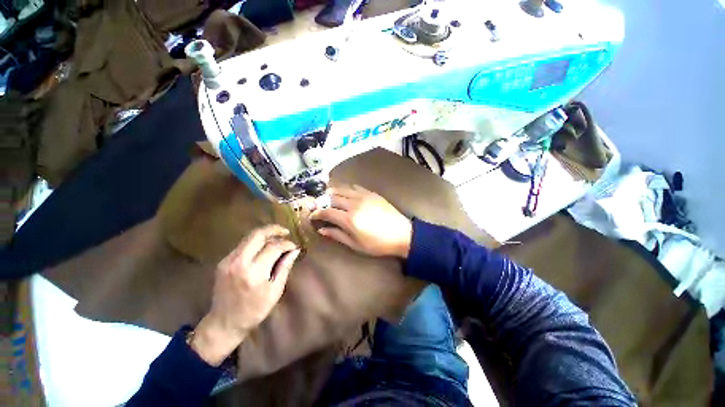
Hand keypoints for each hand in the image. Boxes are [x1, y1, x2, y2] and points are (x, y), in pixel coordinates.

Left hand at [191, 225, 300, 365]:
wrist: (224, 323)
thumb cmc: (254, 310)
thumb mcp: (275, 291)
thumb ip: (285, 267)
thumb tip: (295, 250)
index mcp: (254, 272)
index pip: (273, 247)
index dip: (287, 244)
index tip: (294, 246)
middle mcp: (238, 262)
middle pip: (257, 235)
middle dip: (274, 229)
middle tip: (286, 232)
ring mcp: (228, 261)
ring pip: (249, 237)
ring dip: (265, 235)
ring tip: (278, 238)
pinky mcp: (223, 262)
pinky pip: (243, 245)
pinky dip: (256, 242)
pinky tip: (264, 248)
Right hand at [311, 185, 411, 258]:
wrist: (401, 234)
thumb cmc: (378, 244)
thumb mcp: (356, 245)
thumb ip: (337, 235)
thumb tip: (322, 230)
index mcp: (349, 219)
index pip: (327, 211)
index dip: (317, 213)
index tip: (312, 215)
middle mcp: (354, 204)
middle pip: (332, 197)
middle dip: (321, 201)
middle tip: (317, 205)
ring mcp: (363, 196)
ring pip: (342, 189)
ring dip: (332, 192)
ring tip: (327, 196)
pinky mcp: (371, 193)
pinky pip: (354, 187)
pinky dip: (346, 188)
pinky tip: (344, 192)